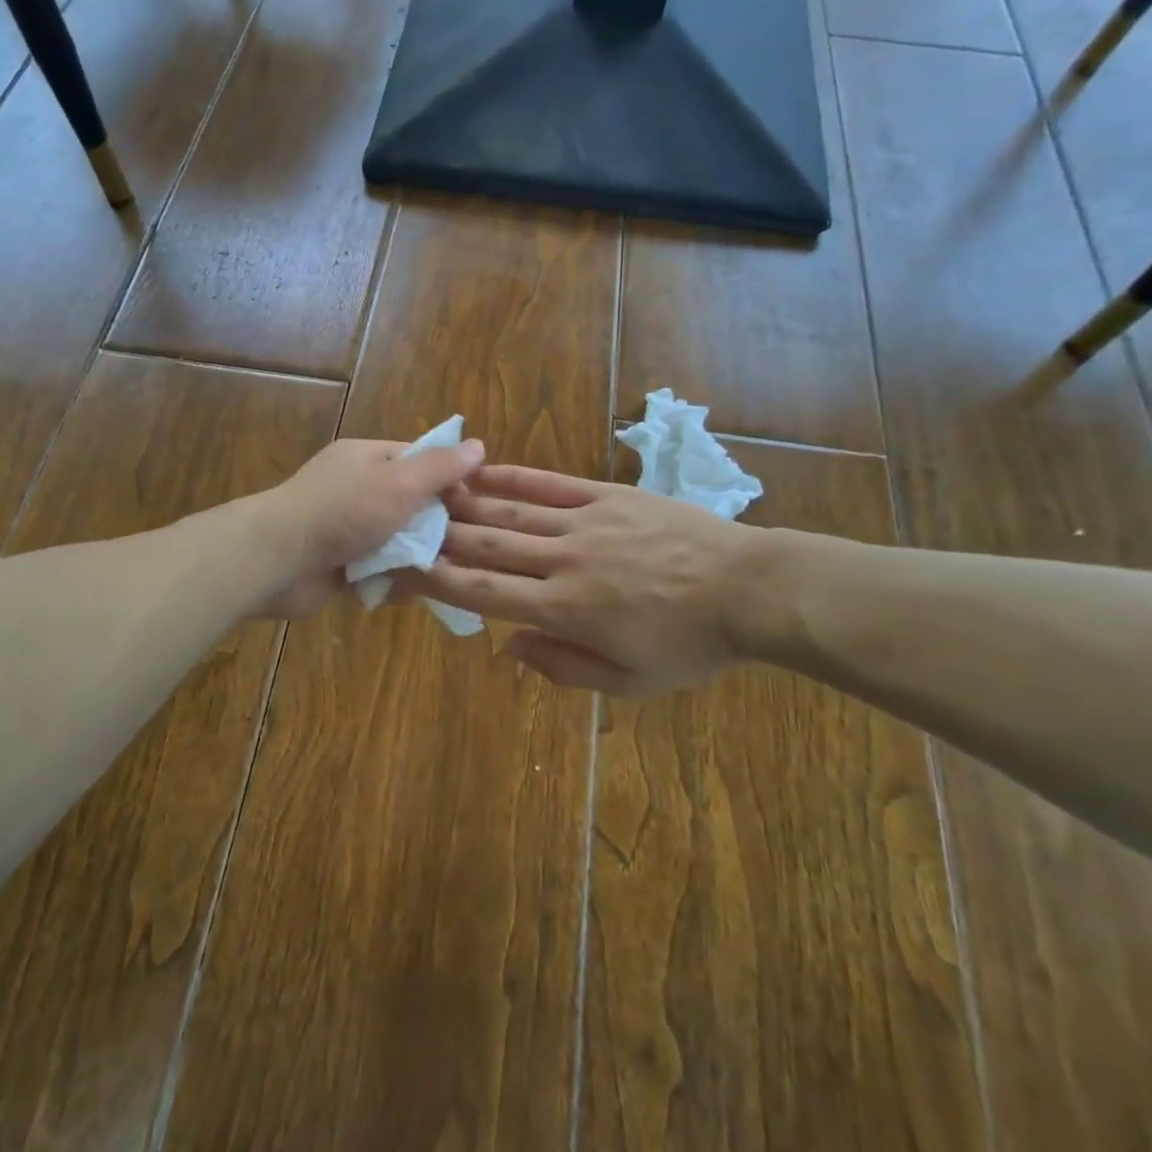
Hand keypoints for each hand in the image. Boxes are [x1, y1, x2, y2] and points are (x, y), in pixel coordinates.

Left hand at [249, 436, 485, 618]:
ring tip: (445, 573)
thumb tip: (478, 446)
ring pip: (397, 541)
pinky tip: (412, 592)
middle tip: (466, 546)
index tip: (475, 504)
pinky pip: (378, 570)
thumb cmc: (343, 511)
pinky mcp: (340, 565)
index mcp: (368, 459)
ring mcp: (346, 528)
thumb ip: (440, 467)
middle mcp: (357, 489)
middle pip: (411, 503)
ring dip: (416, 557)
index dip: (449, 479)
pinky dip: (393, 579)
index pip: (420, 460)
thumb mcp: (400, 481)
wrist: (277, 560)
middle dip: (436, 525)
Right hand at [418, 466, 791, 694]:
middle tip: (404, 525)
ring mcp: (586, 522)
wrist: (747, 588)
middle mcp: (565, 560)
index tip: (405, 569)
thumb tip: (508, 646)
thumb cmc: (690, 644)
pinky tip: (484, 470)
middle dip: (441, 537)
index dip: (440, 580)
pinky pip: (551, 484)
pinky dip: (513, 478)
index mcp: (566, 610)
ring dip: (467, 503)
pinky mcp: (607, 496)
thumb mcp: (629, 682)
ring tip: (429, 493)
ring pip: (513, 512)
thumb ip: (563, 666)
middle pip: (489, 546)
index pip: (486, 592)